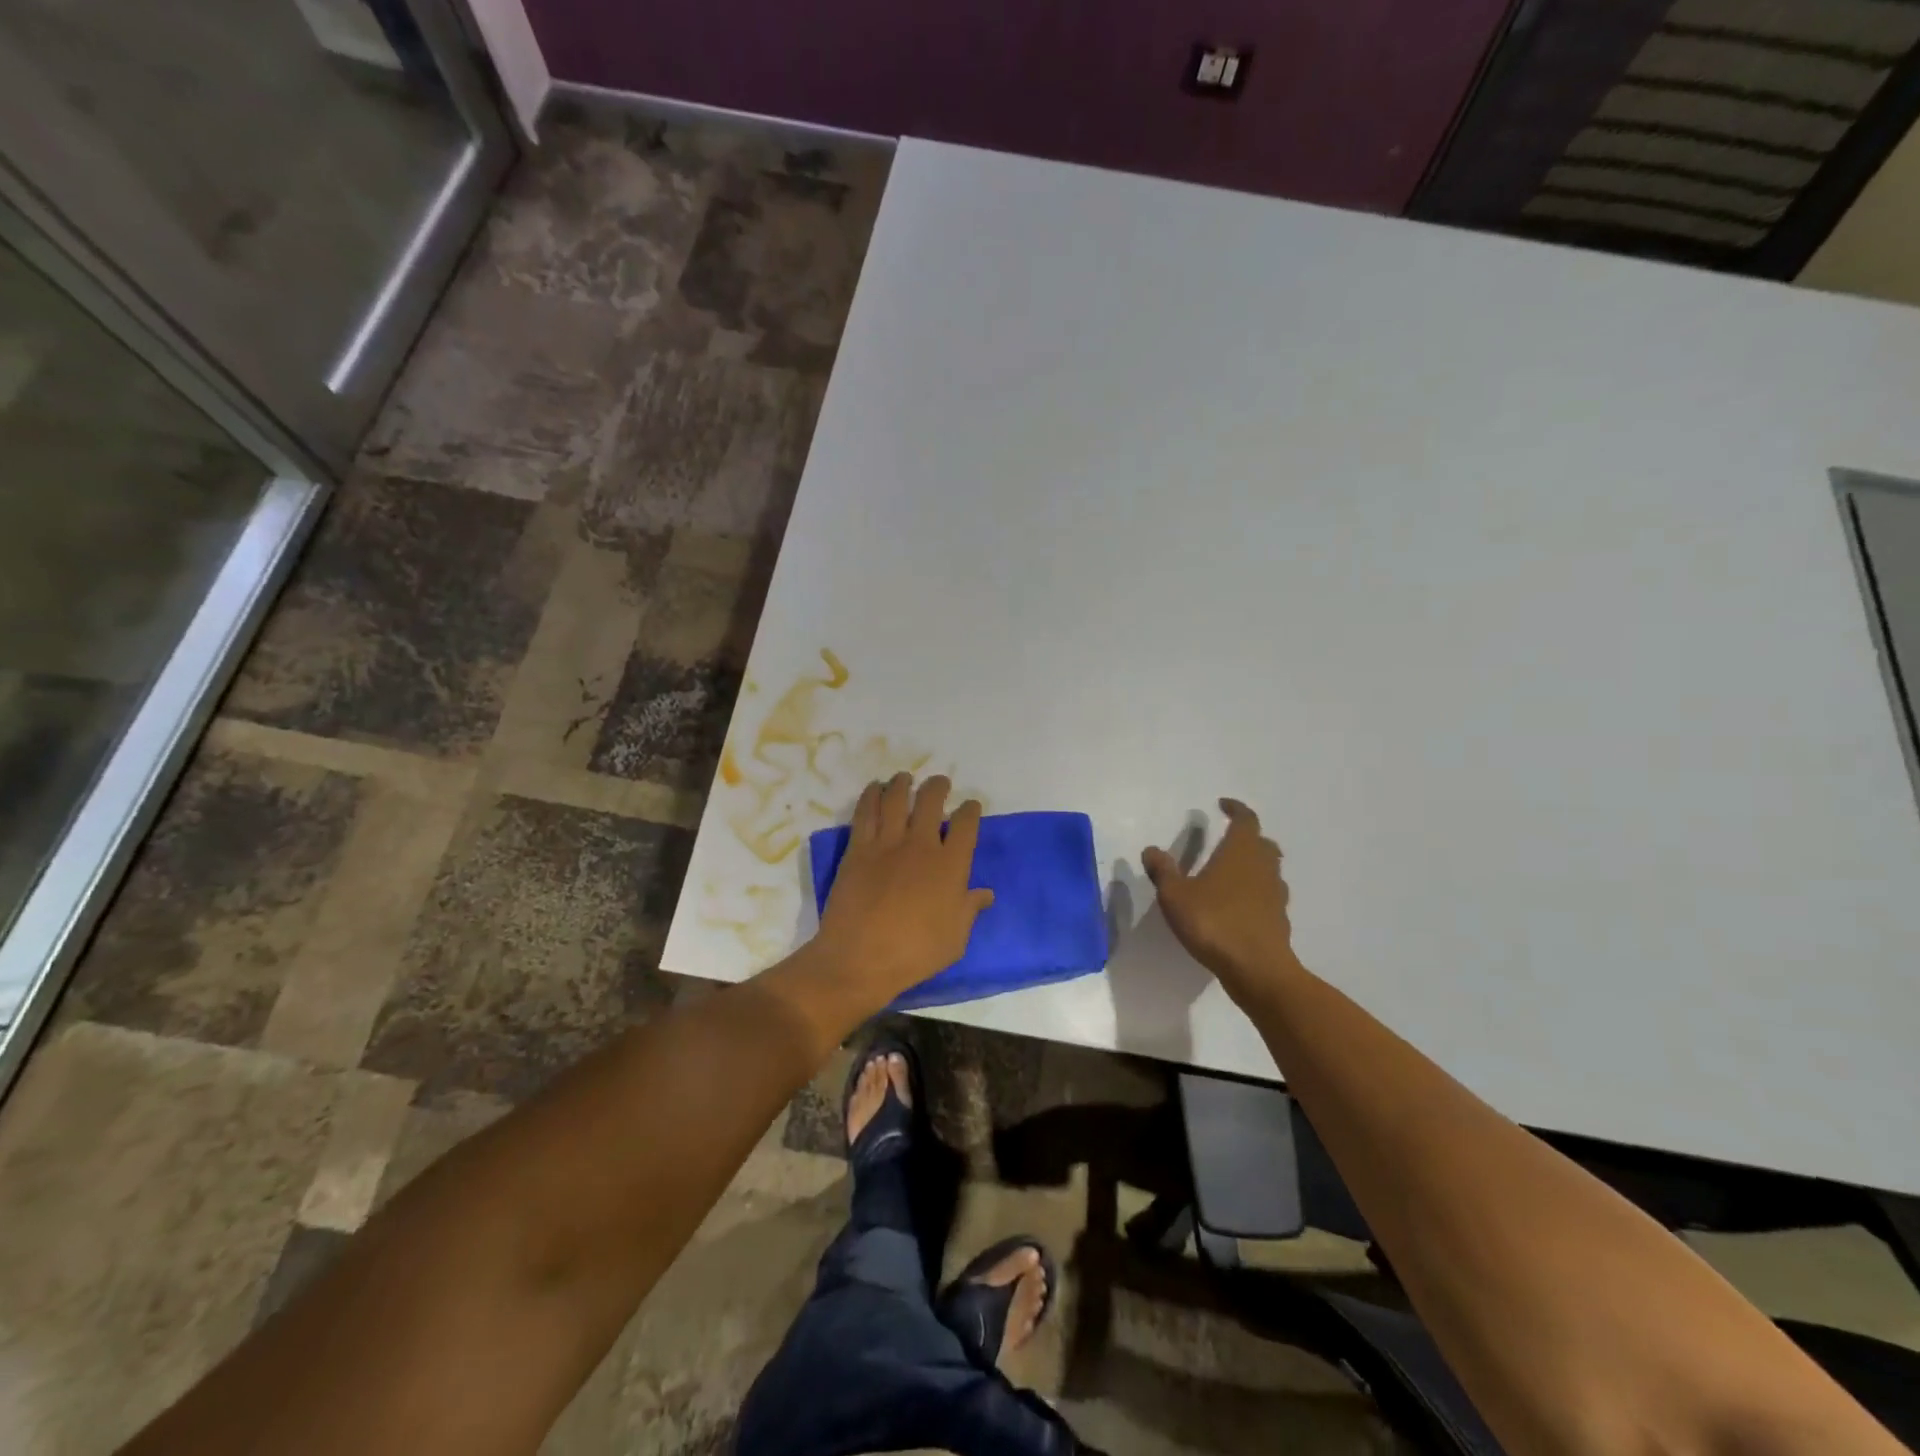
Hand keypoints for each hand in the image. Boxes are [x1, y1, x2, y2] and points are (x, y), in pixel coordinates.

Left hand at [813, 774, 993, 1007]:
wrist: (860, 958)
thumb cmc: (915, 953)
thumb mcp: (955, 939)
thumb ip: (970, 910)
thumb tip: (986, 893)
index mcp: (950, 866)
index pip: (966, 825)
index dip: (970, 811)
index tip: (970, 806)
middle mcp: (921, 846)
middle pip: (931, 801)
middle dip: (938, 787)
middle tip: (940, 784)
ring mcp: (887, 843)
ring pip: (897, 799)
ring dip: (903, 784)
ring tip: (905, 778)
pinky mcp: (858, 848)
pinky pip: (866, 812)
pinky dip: (872, 795)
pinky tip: (875, 789)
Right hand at [1143, 799, 1302, 1005]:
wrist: (1257, 970)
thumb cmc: (1214, 922)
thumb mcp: (1176, 896)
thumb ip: (1163, 871)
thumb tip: (1151, 850)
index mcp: (1240, 852)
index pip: (1245, 820)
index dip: (1236, 809)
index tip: (1223, 805)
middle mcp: (1263, 867)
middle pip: (1262, 843)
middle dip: (1247, 837)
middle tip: (1228, 839)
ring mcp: (1275, 894)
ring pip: (1269, 869)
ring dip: (1254, 864)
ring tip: (1232, 872)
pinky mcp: (1279, 920)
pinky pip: (1269, 896)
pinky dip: (1257, 892)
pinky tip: (1240, 906)